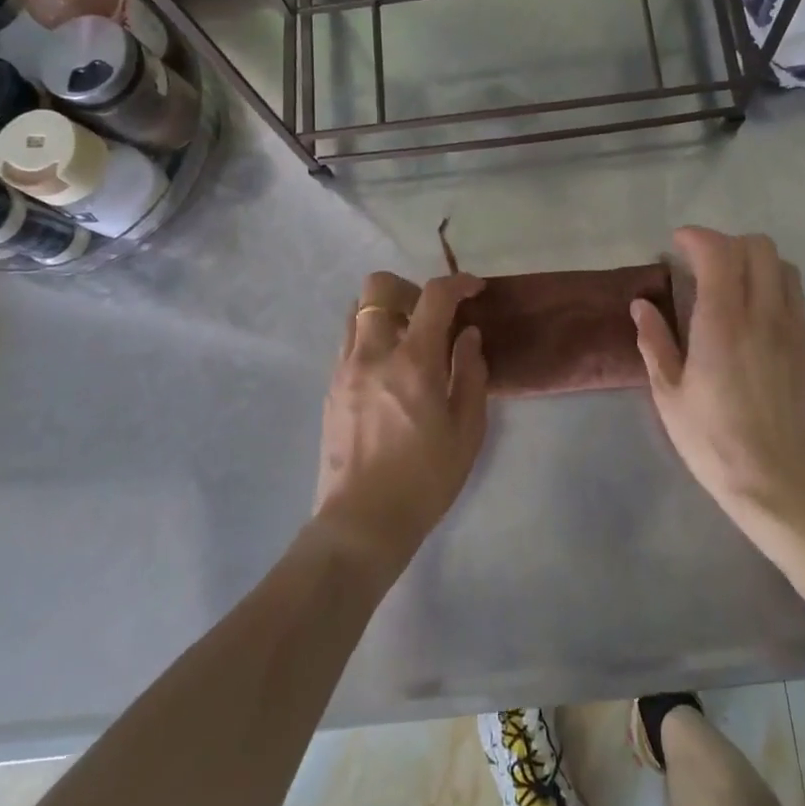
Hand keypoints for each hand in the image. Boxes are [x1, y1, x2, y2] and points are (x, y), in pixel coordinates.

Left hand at [313, 270, 488, 580]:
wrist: (362, 523)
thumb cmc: (425, 480)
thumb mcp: (467, 431)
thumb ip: (470, 374)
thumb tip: (468, 336)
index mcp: (413, 362)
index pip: (434, 296)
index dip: (458, 283)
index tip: (474, 289)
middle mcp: (373, 353)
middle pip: (378, 286)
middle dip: (408, 288)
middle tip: (430, 316)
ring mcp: (345, 369)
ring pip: (357, 310)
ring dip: (385, 311)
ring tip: (407, 342)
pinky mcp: (331, 387)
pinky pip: (348, 341)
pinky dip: (370, 337)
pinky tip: (388, 371)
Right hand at [632, 227, 804, 530]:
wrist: (777, 482)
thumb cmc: (712, 439)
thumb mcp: (668, 393)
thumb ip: (654, 341)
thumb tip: (642, 305)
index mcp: (723, 322)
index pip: (719, 252)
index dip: (697, 237)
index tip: (677, 244)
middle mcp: (764, 315)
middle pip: (759, 247)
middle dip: (727, 243)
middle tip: (702, 264)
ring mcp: (794, 330)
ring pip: (784, 267)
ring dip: (755, 262)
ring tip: (731, 284)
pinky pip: (795, 297)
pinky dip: (773, 287)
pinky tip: (753, 317)